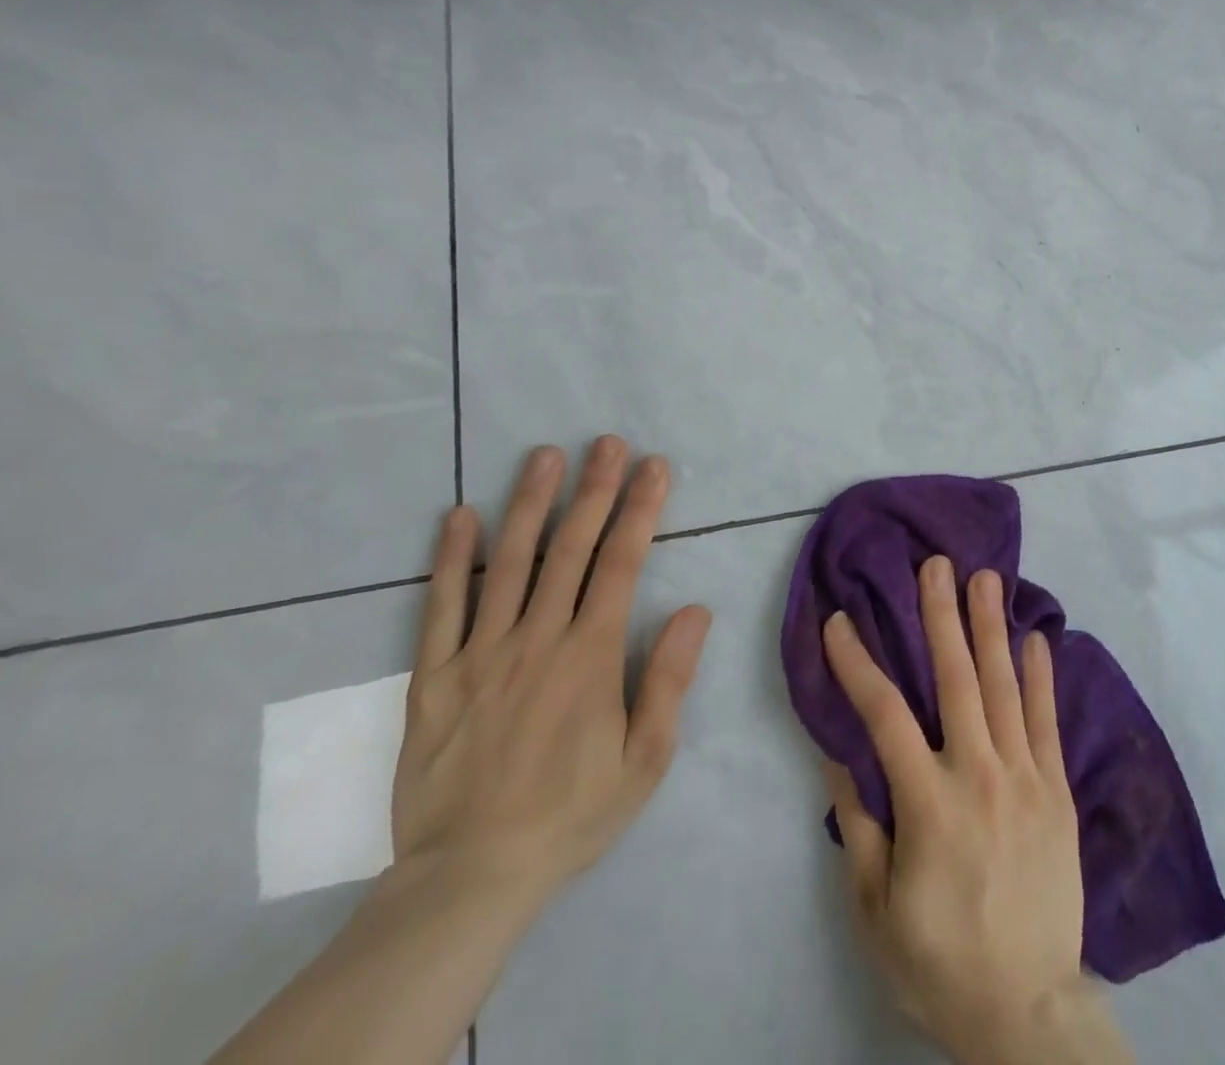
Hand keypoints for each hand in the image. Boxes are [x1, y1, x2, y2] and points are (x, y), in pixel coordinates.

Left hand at [394, 436, 712, 902]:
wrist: (470, 877)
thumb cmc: (572, 813)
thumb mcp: (645, 758)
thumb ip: (669, 679)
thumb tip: (696, 609)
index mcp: (590, 655)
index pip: (622, 564)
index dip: (641, 509)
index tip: (654, 467)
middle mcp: (537, 639)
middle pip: (570, 549)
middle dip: (594, 490)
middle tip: (607, 442)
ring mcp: (481, 654)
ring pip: (508, 564)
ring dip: (529, 504)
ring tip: (543, 455)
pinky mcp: (434, 678)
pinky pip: (440, 608)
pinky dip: (450, 559)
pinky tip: (459, 516)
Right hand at [822, 557, 1132, 1064]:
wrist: (1028, 1011)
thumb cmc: (940, 962)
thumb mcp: (876, 913)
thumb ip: (860, 829)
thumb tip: (837, 758)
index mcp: (929, 804)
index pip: (885, 715)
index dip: (858, 663)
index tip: (839, 621)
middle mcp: (980, 775)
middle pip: (957, 679)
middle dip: (941, 616)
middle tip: (935, 564)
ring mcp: (1026, 778)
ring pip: (1005, 687)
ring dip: (992, 627)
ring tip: (986, 577)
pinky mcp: (1058, 791)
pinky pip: (1048, 722)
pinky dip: (1042, 676)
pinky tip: (1037, 638)